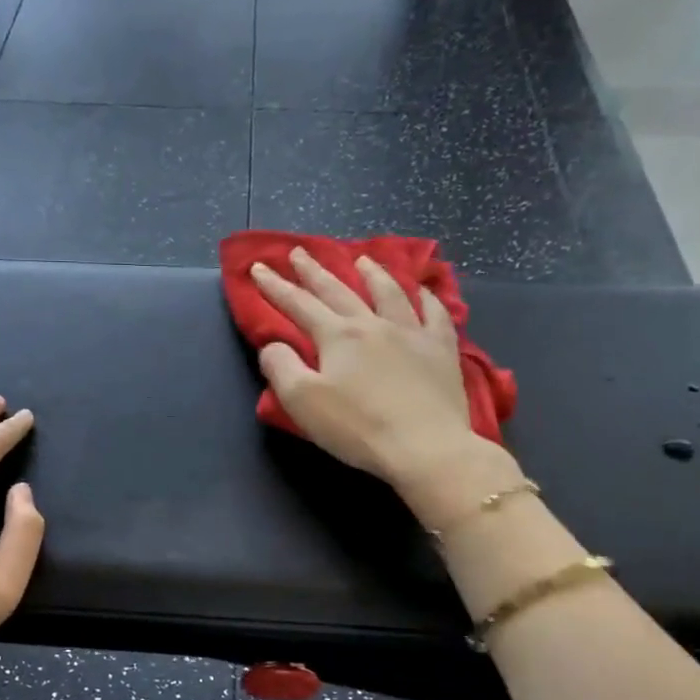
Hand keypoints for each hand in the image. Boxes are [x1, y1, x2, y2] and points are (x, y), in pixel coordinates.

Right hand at [251, 249, 516, 514]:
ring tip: (361, 259)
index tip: (259, 268)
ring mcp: (411, 333)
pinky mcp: (441, 350)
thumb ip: (281, 367)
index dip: (275, 287)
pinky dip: (427, 297)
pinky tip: (423, 290)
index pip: (299, 305)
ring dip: (371, 273)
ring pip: (388, 292)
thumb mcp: (303, 402)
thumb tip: (273, 345)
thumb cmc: (357, 428)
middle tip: (298, 252)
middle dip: (314, 271)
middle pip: (338, 291)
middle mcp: (372, 324)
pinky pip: (435, 313)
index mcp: (337, 336)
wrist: (425, 447)